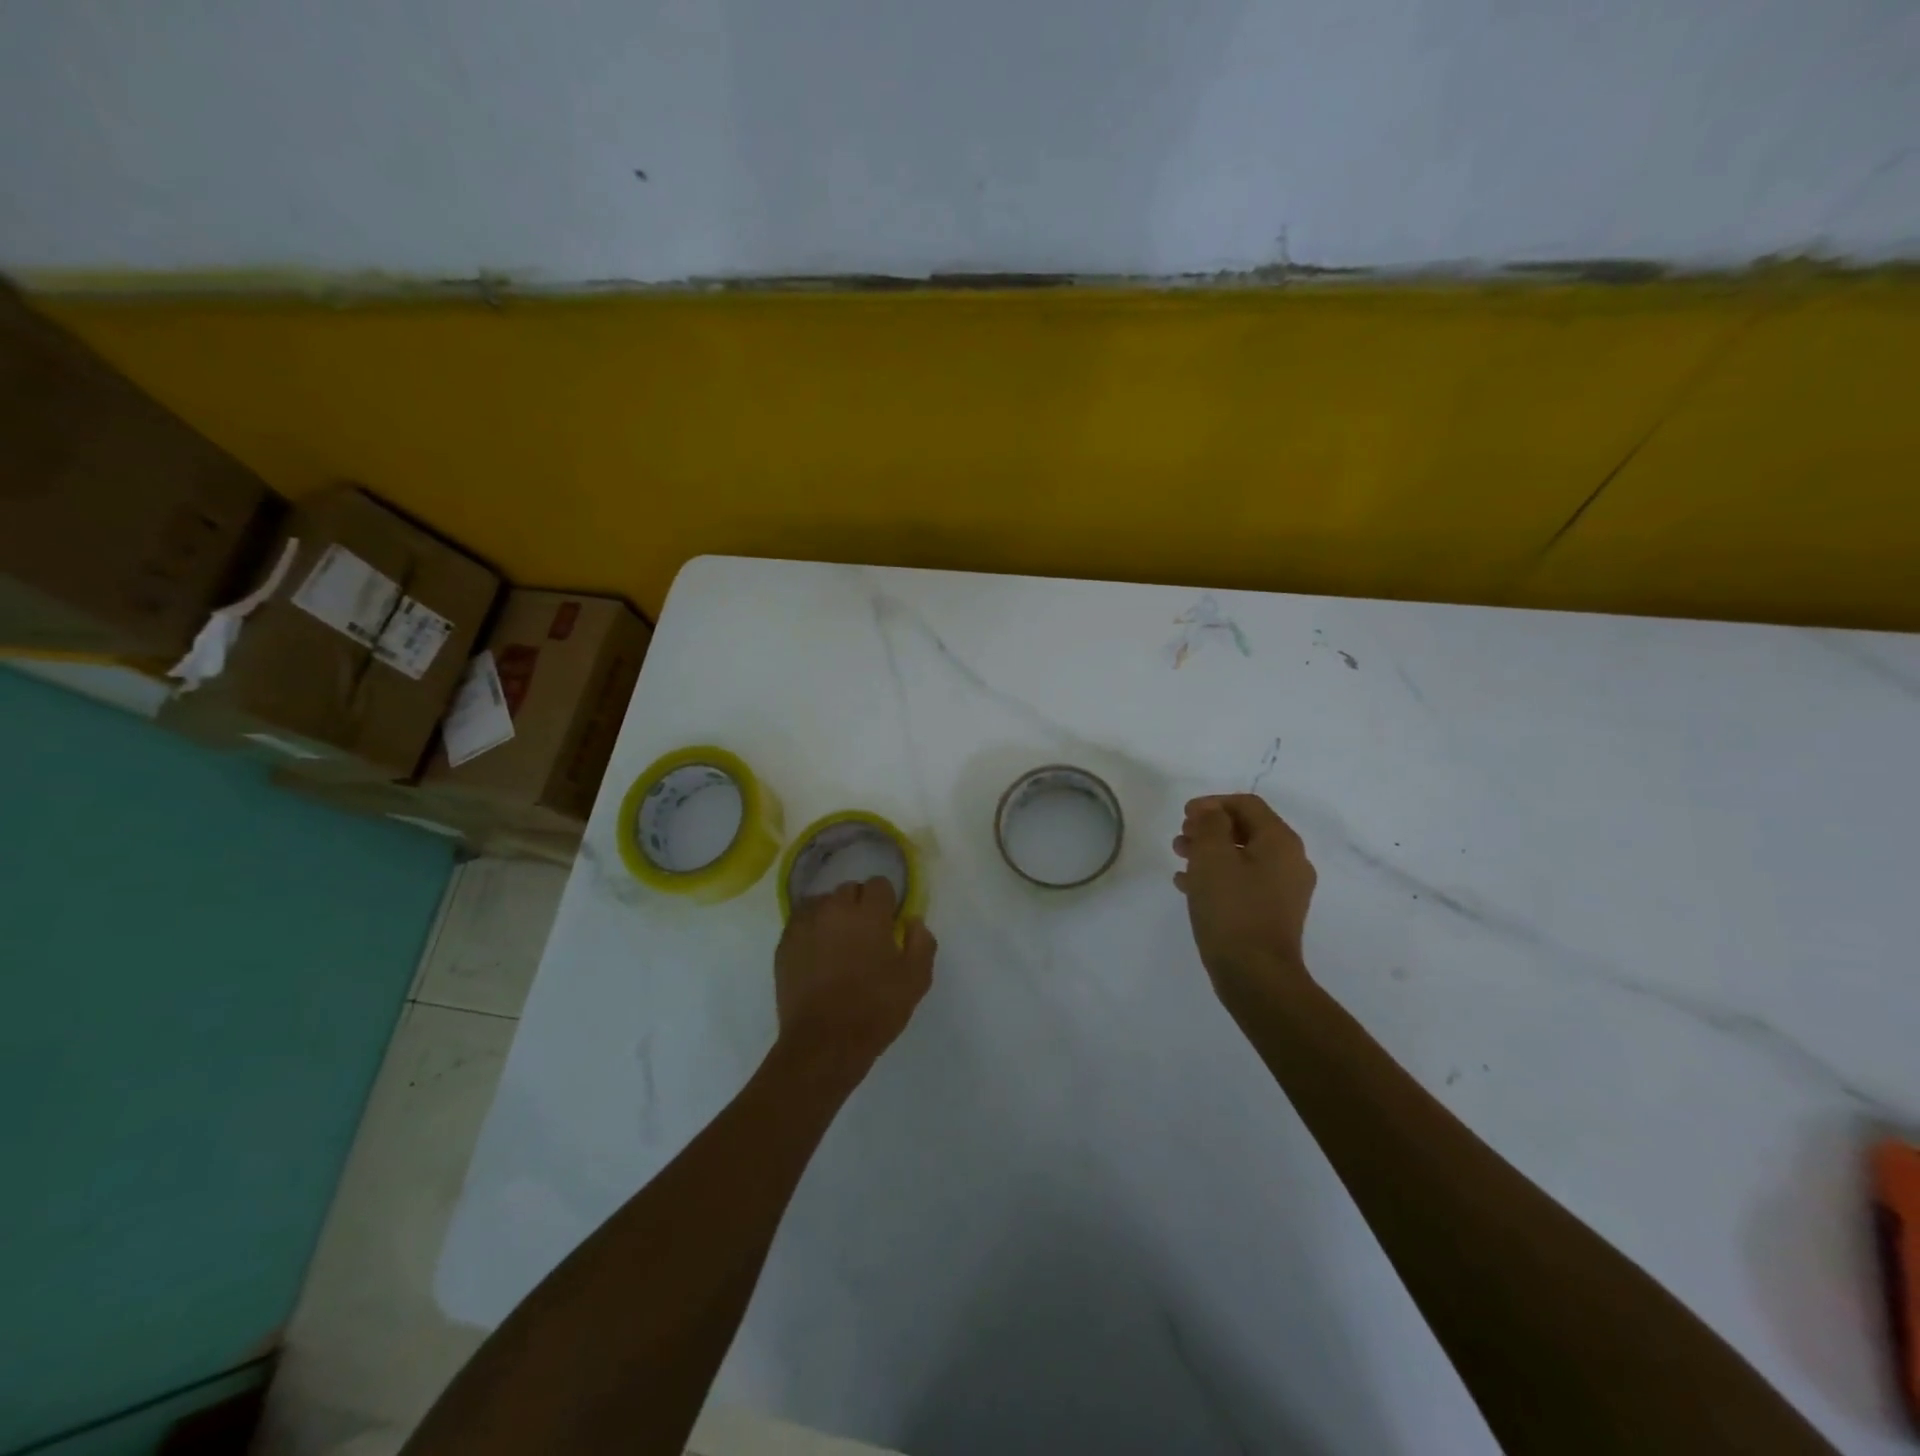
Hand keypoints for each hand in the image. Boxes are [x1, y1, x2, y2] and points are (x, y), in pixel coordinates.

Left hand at [774, 877, 935, 1076]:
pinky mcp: (784, 944)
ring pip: (822, 903)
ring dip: (833, 914)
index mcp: (868, 914)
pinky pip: (800, 922)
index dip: (886, 902)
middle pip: (849, 889)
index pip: (879, 884)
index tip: (889, 922)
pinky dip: (811, 929)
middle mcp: (834, 909)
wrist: (823, 1043)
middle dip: (859, 904)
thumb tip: (913, 921)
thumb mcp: (916, 979)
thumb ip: (921, 942)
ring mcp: (805, 925)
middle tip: (865, 934)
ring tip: (838, 942)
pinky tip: (817, 954)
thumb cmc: (875, 1009)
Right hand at [1173, 794, 1316, 1003]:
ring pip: (1243, 857)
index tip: (1183, 816)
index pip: (1247, 804)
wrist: (1256, 975)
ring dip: (1210, 852)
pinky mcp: (1273, 913)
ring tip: (1180, 860)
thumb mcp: (1212, 857)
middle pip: (1246, 829)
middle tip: (1180, 838)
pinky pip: (1243, 882)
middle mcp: (1290, 861)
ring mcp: (1284, 890)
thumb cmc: (1232, 909)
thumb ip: (1210, 824)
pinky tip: (1188, 886)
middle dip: (1209, 829)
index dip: (1212, 804)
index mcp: (1280, 841)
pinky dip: (1217, 876)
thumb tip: (1211, 810)